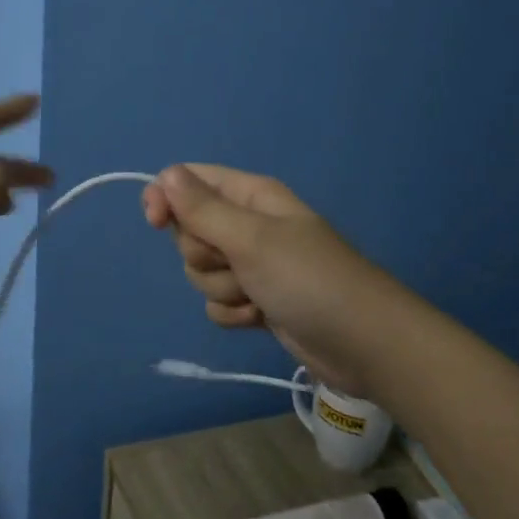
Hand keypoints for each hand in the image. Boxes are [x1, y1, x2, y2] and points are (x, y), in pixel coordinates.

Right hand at [141, 164, 391, 387]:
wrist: (363, 343)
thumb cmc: (308, 279)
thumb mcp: (251, 238)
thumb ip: (203, 209)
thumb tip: (165, 175)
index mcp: (250, 196)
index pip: (189, 181)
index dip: (167, 198)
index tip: (155, 222)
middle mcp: (249, 225)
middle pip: (190, 231)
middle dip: (204, 254)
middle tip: (235, 263)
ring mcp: (253, 265)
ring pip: (201, 272)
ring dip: (222, 288)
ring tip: (257, 295)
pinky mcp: (257, 301)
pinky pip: (218, 303)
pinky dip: (234, 313)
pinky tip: (261, 317)